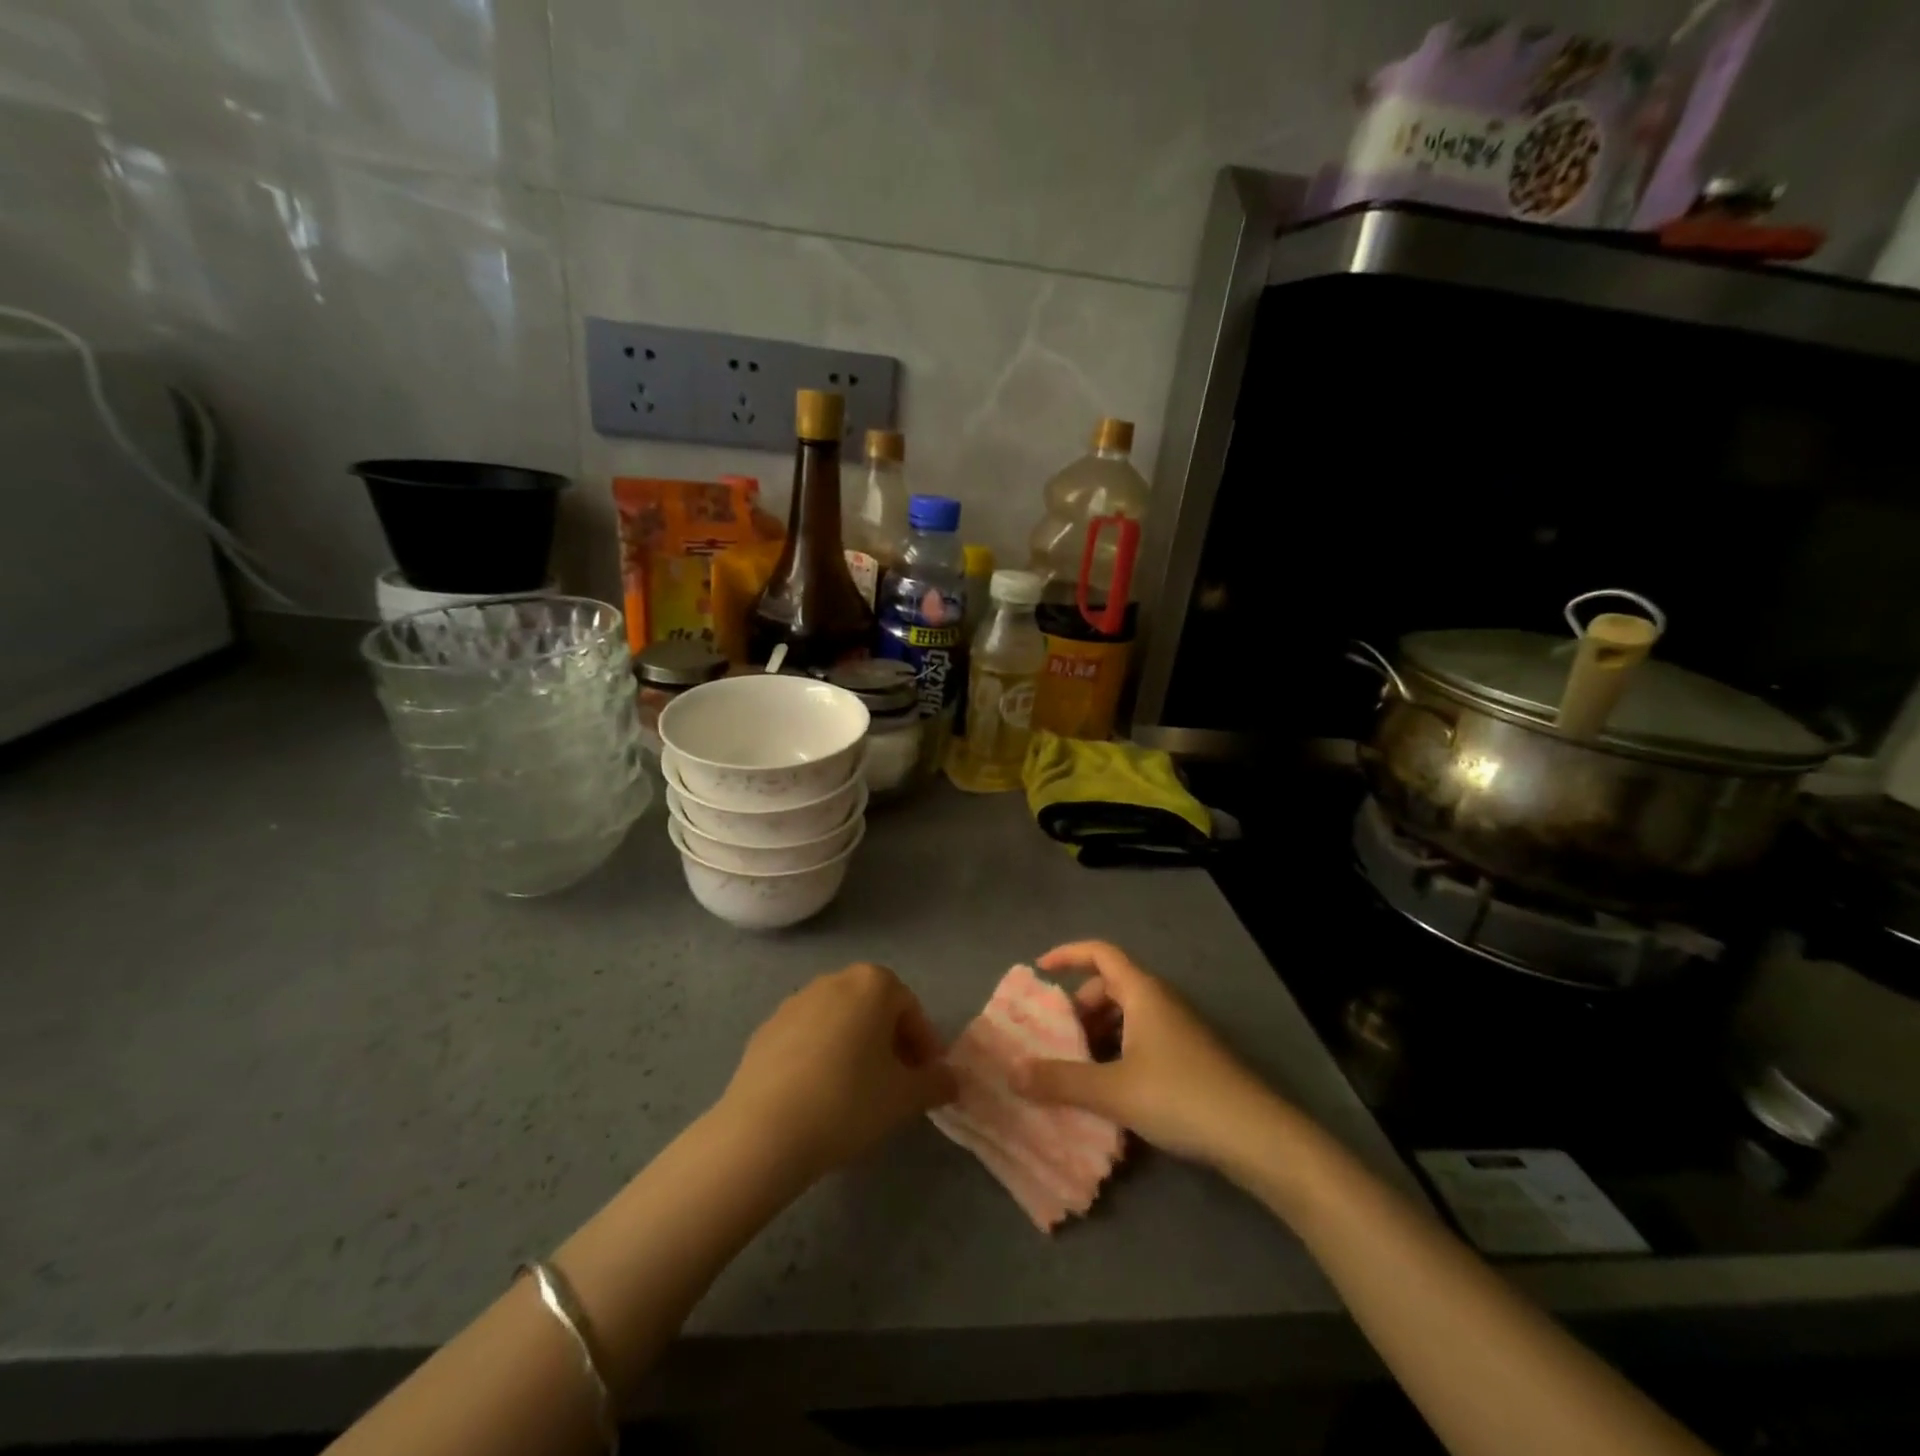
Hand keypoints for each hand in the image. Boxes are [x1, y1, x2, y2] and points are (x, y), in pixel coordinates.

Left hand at [719, 962, 957, 1181]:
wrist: (763, 1131)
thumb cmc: (848, 1103)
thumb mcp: (905, 1099)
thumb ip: (936, 1083)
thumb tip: (950, 1079)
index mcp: (873, 983)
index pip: (911, 1010)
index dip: (924, 1046)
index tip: (926, 1081)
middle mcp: (834, 980)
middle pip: (875, 1009)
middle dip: (890, 1043)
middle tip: (896, 1086)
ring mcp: (795, 1001)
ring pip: (840, 1021)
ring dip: (855, 1048)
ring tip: (857, 1094)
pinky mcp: (766, 1028)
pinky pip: (807, 1038)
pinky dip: (821, 1057)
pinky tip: (819, 1096)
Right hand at [1010, 940, 1279, 1169]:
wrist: (1256, 1135)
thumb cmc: (1180, 1096)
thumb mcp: (1113, 1090)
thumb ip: (1061, 1081)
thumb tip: (1013, 1073)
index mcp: (1142, 992)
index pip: (1100, 952)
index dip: (1067, 954)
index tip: (1040, 970)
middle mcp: (1160, 1001)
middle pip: (1110, 987)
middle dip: (1079, 1008)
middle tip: (1057, 1040)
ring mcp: (1178, 1029)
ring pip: (1127, 1018)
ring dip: (1098, 1036)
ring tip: (1077, 1071)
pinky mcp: (1189, 1057)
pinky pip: (1142, 1041)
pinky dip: (1119, 1055)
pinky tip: (1110, 1093)